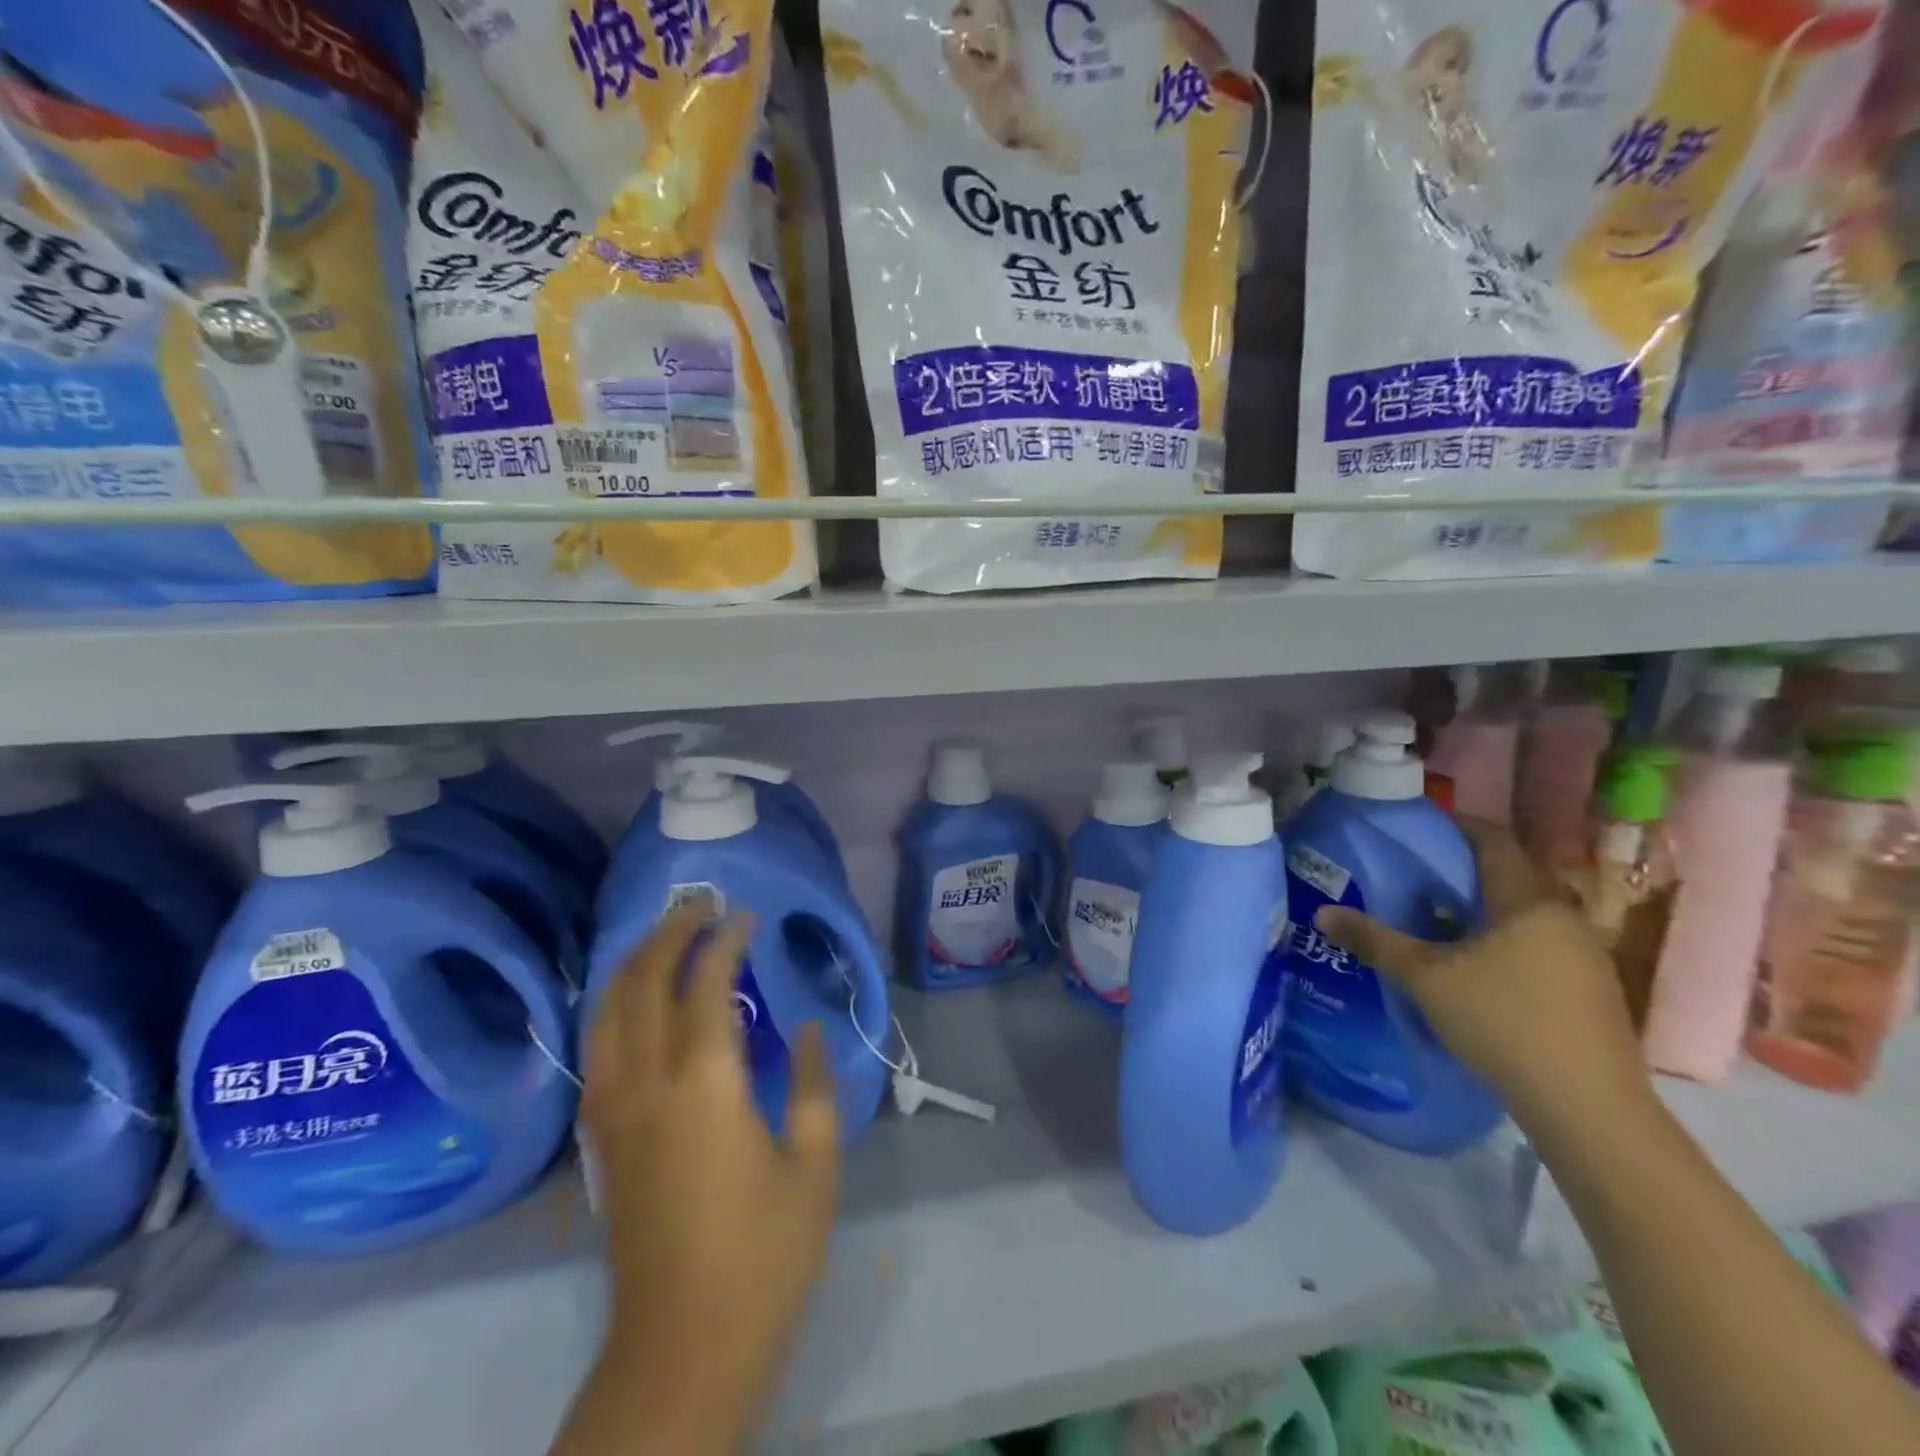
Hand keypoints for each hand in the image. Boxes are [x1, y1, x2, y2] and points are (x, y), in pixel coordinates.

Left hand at [578, 900, 838, 1449]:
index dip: (725, 941)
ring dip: (634, 962)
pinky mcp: (601, 1139)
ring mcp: (613, 1111)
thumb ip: (811, 1085)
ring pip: (606, 1011)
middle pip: (641, 983)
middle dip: (668, 933)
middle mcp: (646, 1084)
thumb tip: (805, 1030)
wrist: (682, 1348)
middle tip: (700, 905)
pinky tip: (635, 1002)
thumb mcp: (814, 1165)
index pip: (706, 985)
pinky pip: (597, 1048)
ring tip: (666, 936)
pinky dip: (614, 1005)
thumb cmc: (764, 1254)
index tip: (746, 916)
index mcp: (704, 1085)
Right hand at [1313, 820, 1655, 1146]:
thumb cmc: (1503, 1022)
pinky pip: (1536, 943)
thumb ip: (1375, 941)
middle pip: (1507, 875)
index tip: (1414, 828)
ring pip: (1522, 913)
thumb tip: (1323, 912)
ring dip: (1479, 908)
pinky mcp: (1588, 990)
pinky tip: (1470, 965)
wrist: (1588, 1107)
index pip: (1492, 839)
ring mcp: (1583, 955)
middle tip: (1410, 875)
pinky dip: (1500, 938)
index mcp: (1528, 901)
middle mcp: (1562, 917)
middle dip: (1459, 870)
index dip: (1453, 825)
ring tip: (1432, 919)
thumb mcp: (1425, 978)